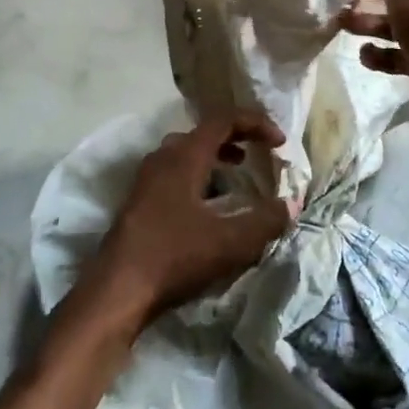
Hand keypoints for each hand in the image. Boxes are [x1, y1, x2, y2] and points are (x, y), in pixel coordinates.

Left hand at [82, 113, 292, 332]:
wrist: (118, 288)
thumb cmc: (174, 256)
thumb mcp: (230, 242)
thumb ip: (265, 221)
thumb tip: (290, 205)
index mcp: (184, 156)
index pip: (222, 120)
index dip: (255, 123)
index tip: (279, 141)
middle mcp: (162, 157)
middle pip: (203, 133)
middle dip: (236, 137)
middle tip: (260, 151)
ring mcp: (147, 178)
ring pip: (186, 152)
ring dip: (216, 156)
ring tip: (239, 172)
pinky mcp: (139, 200)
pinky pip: (175, 172)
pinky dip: (199, 174)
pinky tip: (210, 203)